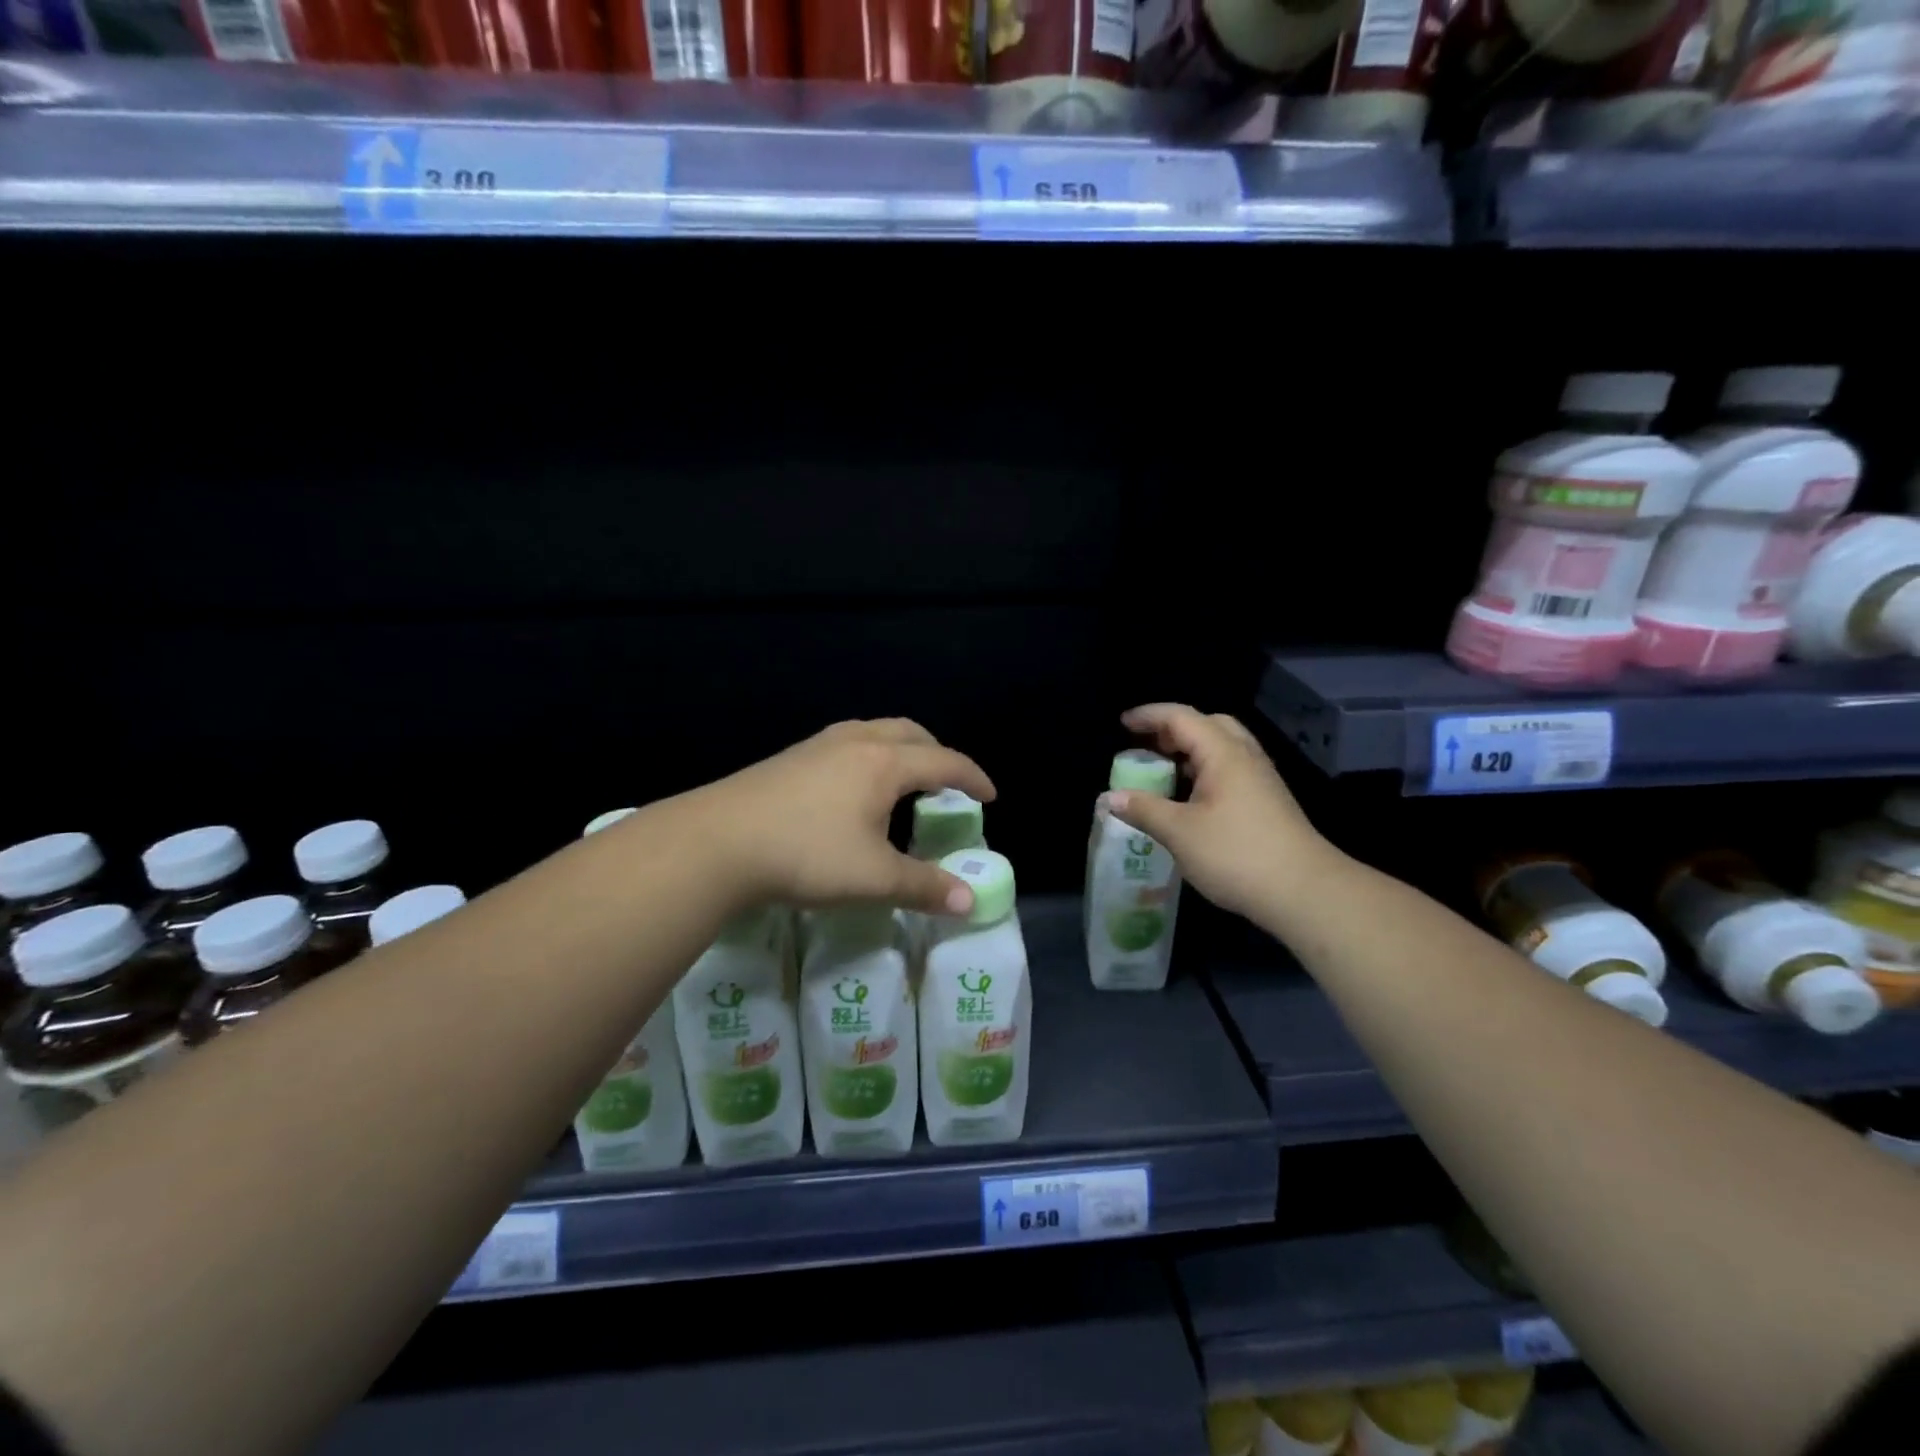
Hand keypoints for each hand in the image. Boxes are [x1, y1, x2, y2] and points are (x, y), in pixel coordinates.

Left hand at [686, 718, 996, 915]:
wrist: (716, 842)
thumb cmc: (806, 854)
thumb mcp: (873, 878)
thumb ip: (924, 887)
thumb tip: (969, 902)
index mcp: (884, 763)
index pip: (944, 762)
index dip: (972, 778)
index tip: (990, 796)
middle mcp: (856, 742)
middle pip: (910, 733)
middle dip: (937, 753)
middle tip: (948, 784)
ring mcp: (818, 745)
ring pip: (875, 732)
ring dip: (901, 750)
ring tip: (904, 784)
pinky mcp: (790, 757)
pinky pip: (847, 744)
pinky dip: (870, 757)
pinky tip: (853, 790)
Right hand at [1105, 704, 1334, 922]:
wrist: (1304, 891)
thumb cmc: (1237, 854)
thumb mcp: (1180, 832)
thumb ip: (1143, 809)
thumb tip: (1109, 798)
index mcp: (1223, 754)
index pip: (1181, 717)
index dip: (1149, 716)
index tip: (1122, 724)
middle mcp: (1245, 757)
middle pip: (1208, 725)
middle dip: (1173, 729)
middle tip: (1146, 746)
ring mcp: (1260, 779)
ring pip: (1222, 748)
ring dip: (1190, 751)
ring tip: (1162, 771)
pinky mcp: (1267, 801)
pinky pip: (1230, 769)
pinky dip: (1204, 771)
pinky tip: (1189, 798)